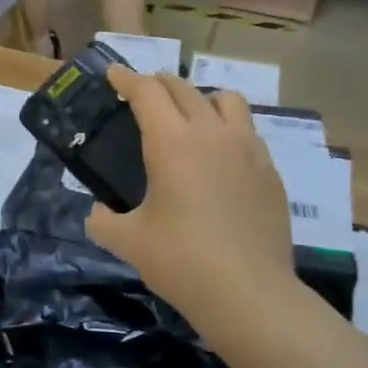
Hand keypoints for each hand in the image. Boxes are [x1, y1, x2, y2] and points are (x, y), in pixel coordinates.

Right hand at [86, 68, 305, 335]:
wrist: (250, 293)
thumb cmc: (181, 261)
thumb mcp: (128, 242)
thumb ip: (103, 221)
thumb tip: (98, 213)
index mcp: (172, 142)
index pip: (146, 92)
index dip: (126, 79)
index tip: (113, 73)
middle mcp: (211, 133)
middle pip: (183, 88)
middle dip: (158, 84)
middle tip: (142, 93)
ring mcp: (247, 149)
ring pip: (225, 100)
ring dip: (201, 98)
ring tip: (189, 117)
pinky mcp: (269, 170)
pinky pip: (246, 131)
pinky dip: (226, 128)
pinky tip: (219, 156)